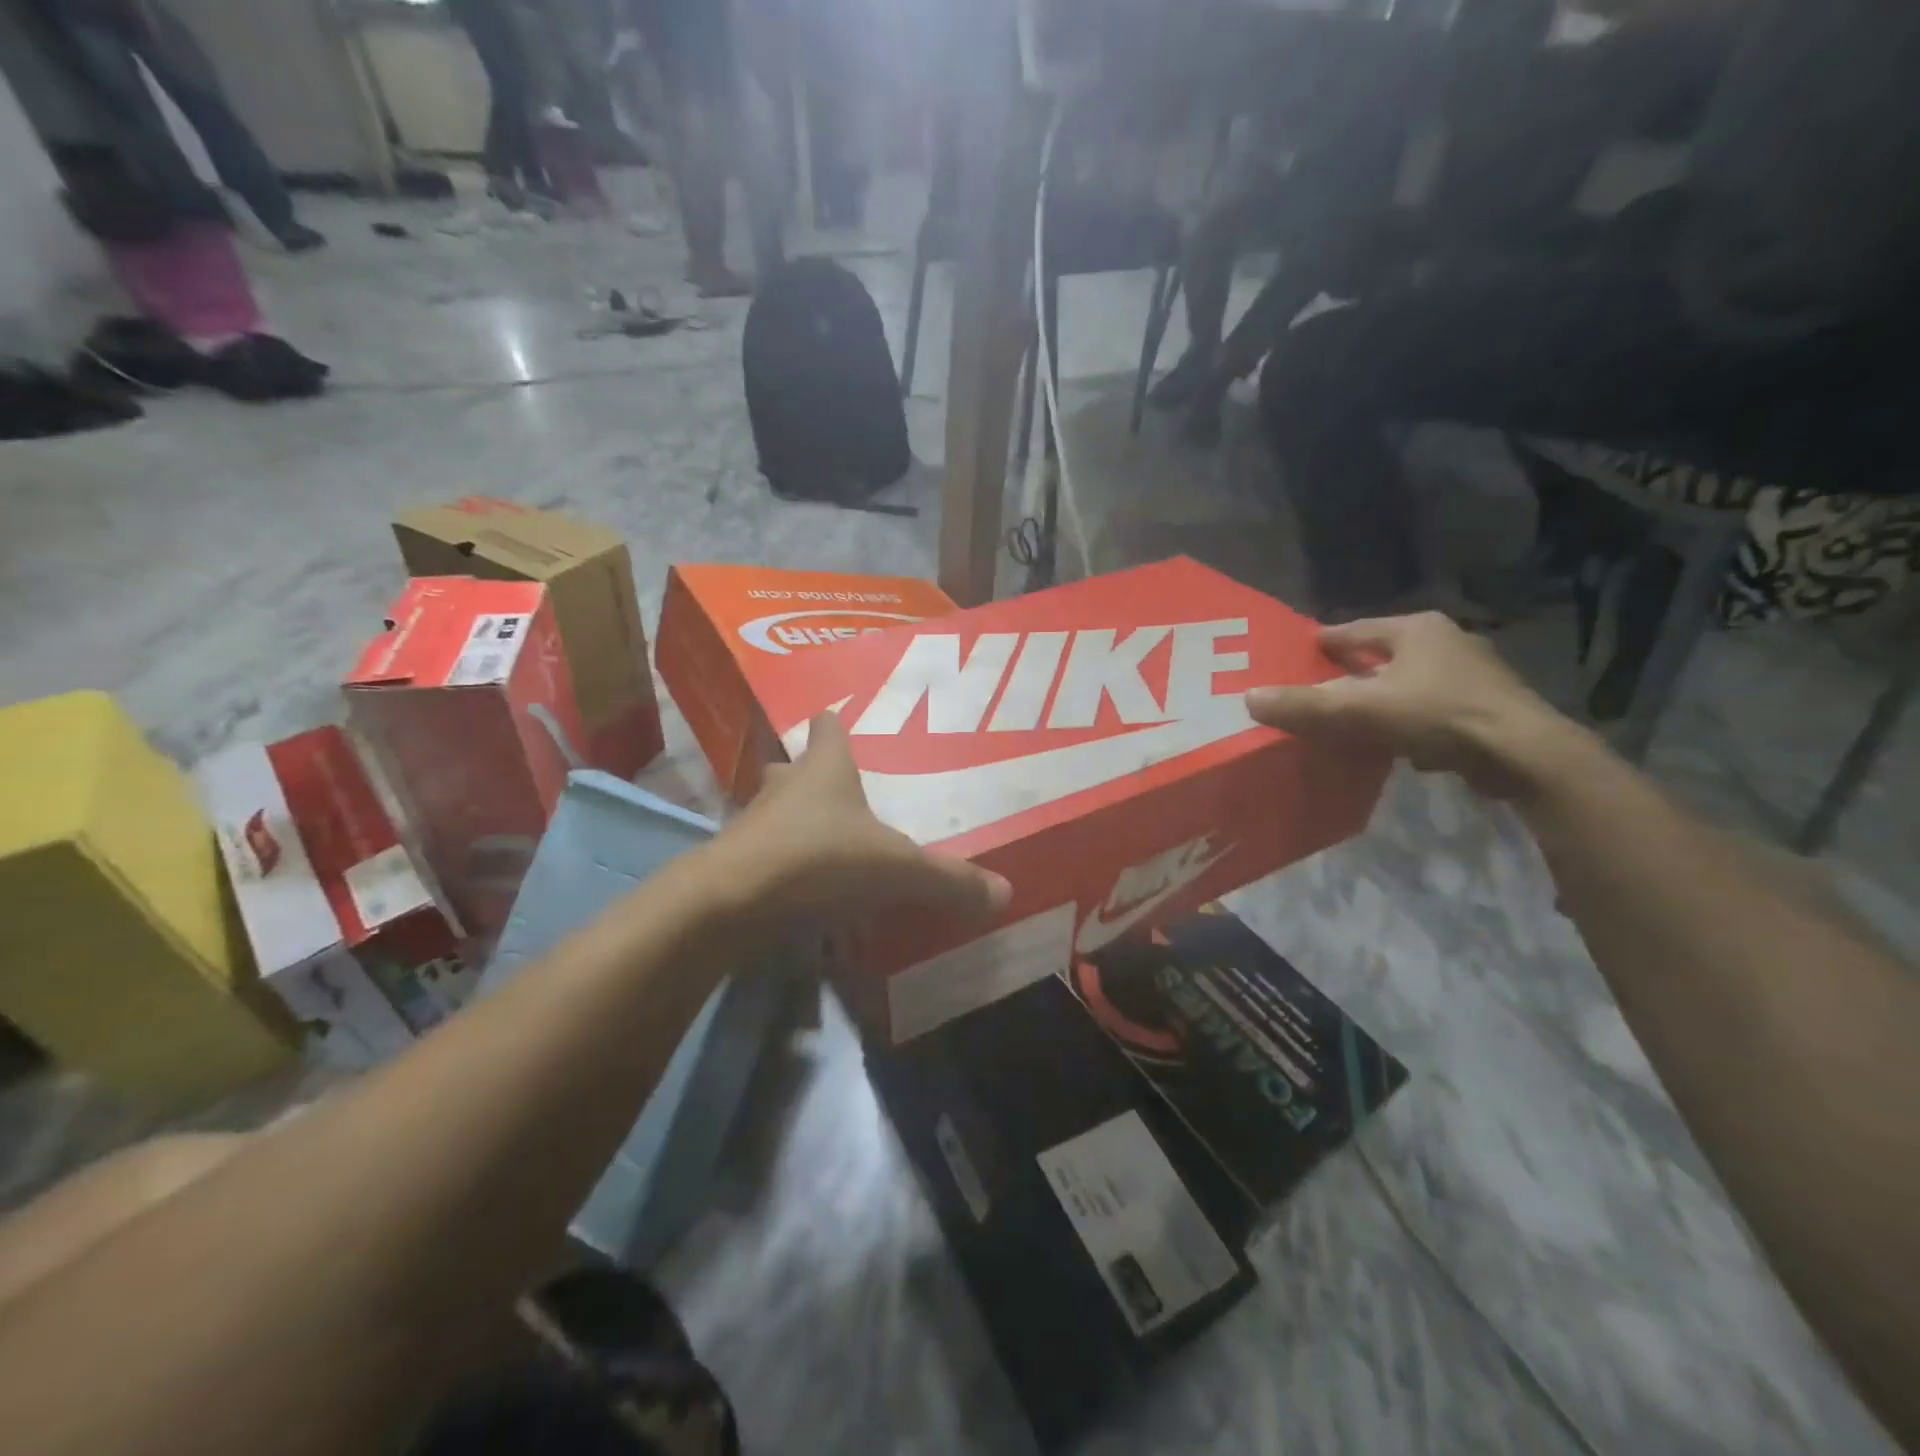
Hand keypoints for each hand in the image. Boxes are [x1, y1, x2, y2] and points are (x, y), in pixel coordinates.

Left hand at [718, 712, 1012, 929]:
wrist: (732, 903)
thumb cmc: (820, 860)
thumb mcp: (898, 870)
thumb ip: (949, 880)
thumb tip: (1005, 893)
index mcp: (825, 770)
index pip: (828, 729)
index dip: (835, 726)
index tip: (841, 724)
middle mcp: (785, 786)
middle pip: (795, 767)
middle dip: (812, 775)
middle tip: (840, 794)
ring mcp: (753, 823)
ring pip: (774, 810)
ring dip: (794, 821)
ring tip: (825, 843)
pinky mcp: (734, 862)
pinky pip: (764, 854)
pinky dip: (782, 865)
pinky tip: (803, 889)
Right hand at [1246, 613, 1584, 797]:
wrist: (1523, 754)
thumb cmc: (1437, 716)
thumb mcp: (1359, 710)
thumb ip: (1304, 705)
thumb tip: (1248, 697)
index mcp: (1415, 629)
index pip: (1352, 631)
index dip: (1320, 645)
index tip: (1293, 659)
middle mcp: (1446, 641)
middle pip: (1380, 656)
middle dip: (1349, 674)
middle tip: (1315, 692)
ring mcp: (1471, 674)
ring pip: (1406, 682)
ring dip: (1379, 698)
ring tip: (1349, 720)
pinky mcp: (1487, 707)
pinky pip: (1430, 707)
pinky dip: (1407, 719)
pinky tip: (1394, 743)